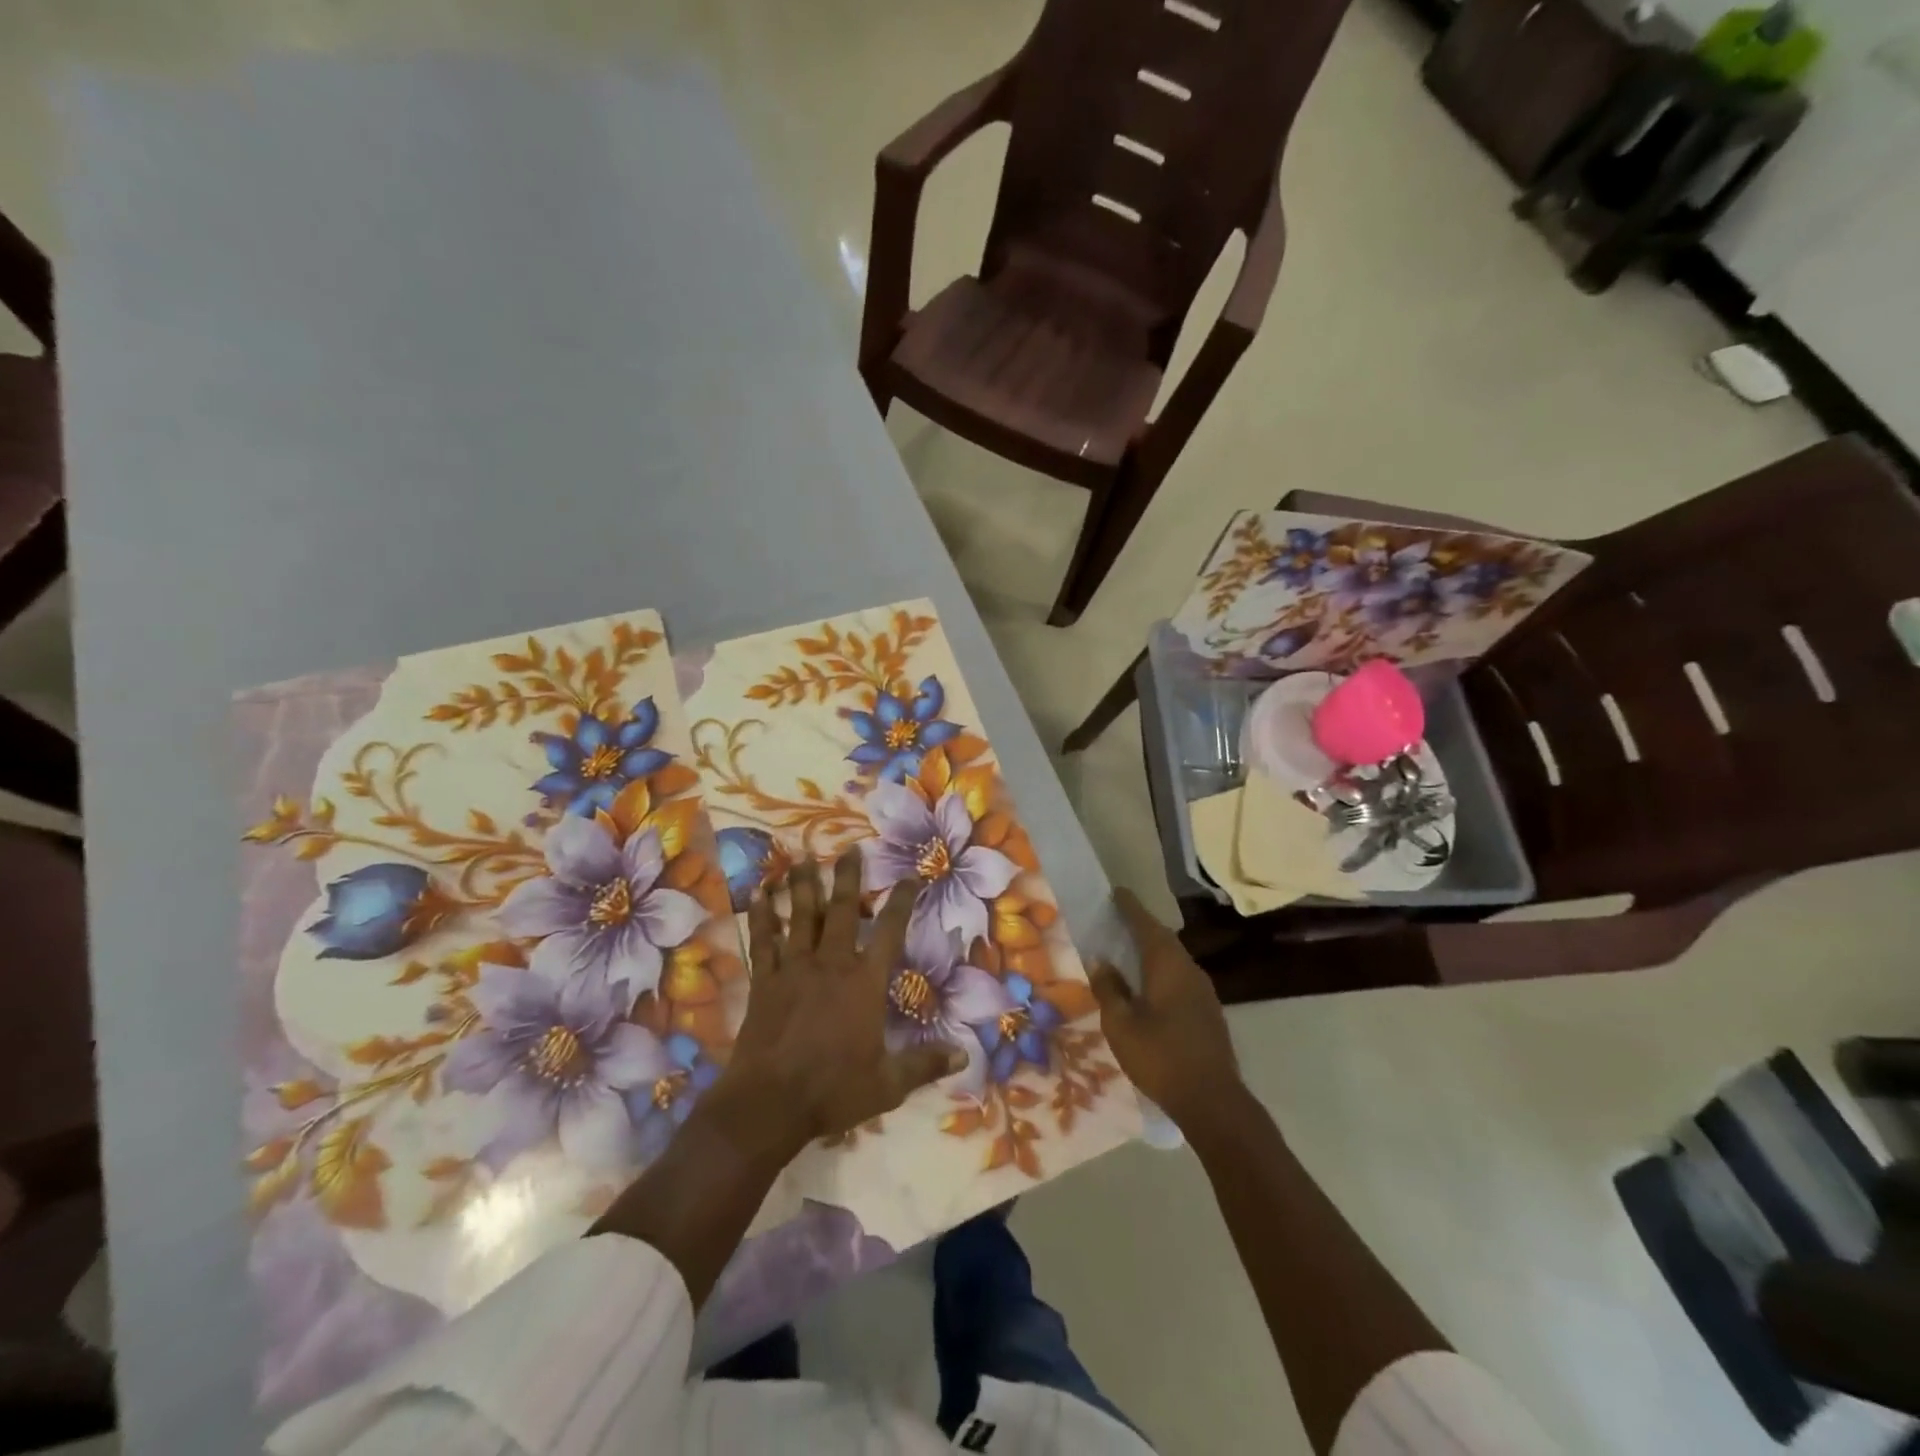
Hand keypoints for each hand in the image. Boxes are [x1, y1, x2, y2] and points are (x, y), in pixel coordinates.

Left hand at [718, 848, 962, 1156]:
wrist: (768, 1104)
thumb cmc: (833, 1090)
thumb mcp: (888, 1084)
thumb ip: (925, 1065)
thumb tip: (964, 1056)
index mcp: (864, 983)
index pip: (890, 931)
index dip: (902, 901)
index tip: (910, 876)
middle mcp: (831, 964)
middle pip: (843, 911)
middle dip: (848, 878)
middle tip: (850, 849)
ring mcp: (794, 969)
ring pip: (801, 917)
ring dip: (804, 886)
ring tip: (804, 858)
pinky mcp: (765, 981)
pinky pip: (764, 941)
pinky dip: (762, 916)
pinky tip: (759, 896)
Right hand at [1089, 887, 1243, 1130]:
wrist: (1212, 1101)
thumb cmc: (1160, 1057)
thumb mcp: (1121, 1024)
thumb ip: (1110, 989)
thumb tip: (1101, 961)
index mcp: (1169, 966)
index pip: (1147, 926)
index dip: (1131, 908)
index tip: (1117, 892)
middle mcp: (1190, 971)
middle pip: (1163, 940)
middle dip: (1142, 926)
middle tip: (1119, 918)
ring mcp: (1204, 992)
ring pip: (1174, 960)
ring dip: (1153, 950)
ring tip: (1129, 949)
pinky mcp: (1208, 1013)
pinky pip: (1180, 978)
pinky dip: (1161, 971)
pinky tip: (1148, 985)